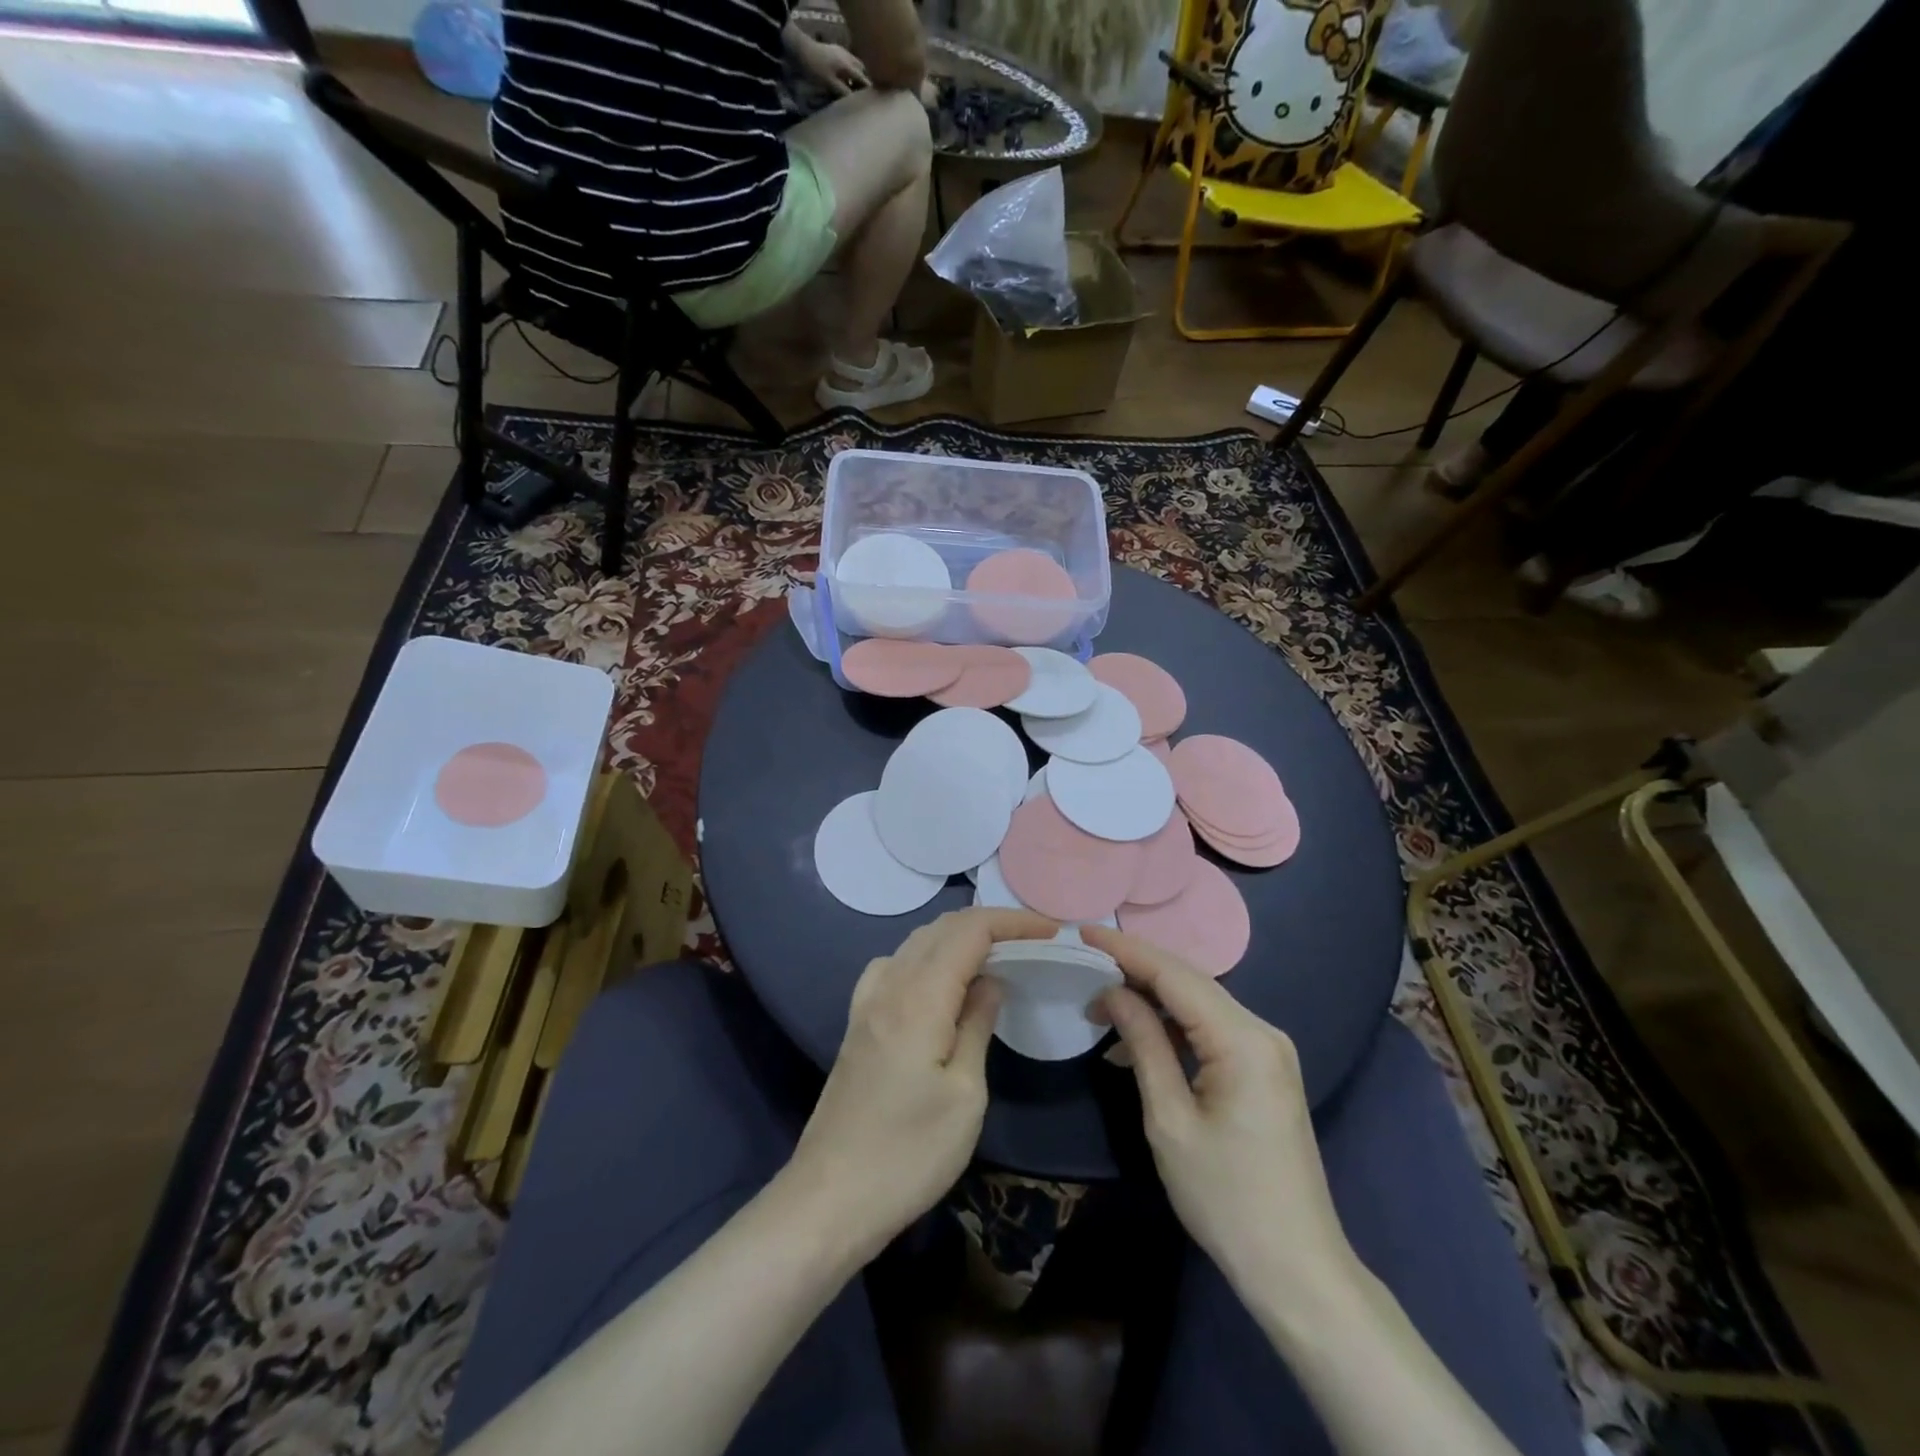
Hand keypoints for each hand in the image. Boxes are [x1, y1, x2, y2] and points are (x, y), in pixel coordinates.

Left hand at [785, 908, 1055, 1260]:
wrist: (830, 1199)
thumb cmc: (908, 1154)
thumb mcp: (965, 1096)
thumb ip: (977, 1025)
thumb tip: (991, 981)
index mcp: (919, 998)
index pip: (969, 931)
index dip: (1012, 921)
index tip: (1050, 930)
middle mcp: (889, 986)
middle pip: (942, 928)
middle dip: (990, 923)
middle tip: (1032, 941)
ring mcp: (867, 1002)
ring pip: (916, 942)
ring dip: (958, 936)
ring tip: (996, 956)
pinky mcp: (857, 1023)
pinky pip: (895, 965)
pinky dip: (927, 955)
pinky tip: (939, 982)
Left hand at [794, 35, 869, 95]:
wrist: (799, 49)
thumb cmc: (815, 68)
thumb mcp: (830, 84)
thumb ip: (844, 92)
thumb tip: (856, 102)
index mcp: (848, 65)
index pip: (863, 80)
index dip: (868, 91)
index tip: (872, 102)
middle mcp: (847, 57)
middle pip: (861, 70)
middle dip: (863, 82)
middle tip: (862, 96)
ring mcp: (840, 52)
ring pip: (854, 65)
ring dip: (855, 77)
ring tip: (853, 90)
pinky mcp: (833, 51)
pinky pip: (846, 62)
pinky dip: (848, 72)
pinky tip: (843, 80)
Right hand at [1081, 925, 1355, 1294]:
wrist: (1297, 1268)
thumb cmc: (1226, 1198)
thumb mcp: (1170, 1120)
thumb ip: (1143, 1044)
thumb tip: (1113, 991)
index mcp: (1244, 1040)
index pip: (1175, 975)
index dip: (1126, 950)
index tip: (1083, 932)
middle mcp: (1262, 1031)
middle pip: (1190, 981)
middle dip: (1135, 969)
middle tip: (1084, 963)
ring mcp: (1268, 1049)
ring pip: (1199, 1002)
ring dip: (1152, 998)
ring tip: (1100, 1001)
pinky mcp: (1264, 1068)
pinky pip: (1211, 1028)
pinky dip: (1173, 1026)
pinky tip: (1138, 1038)